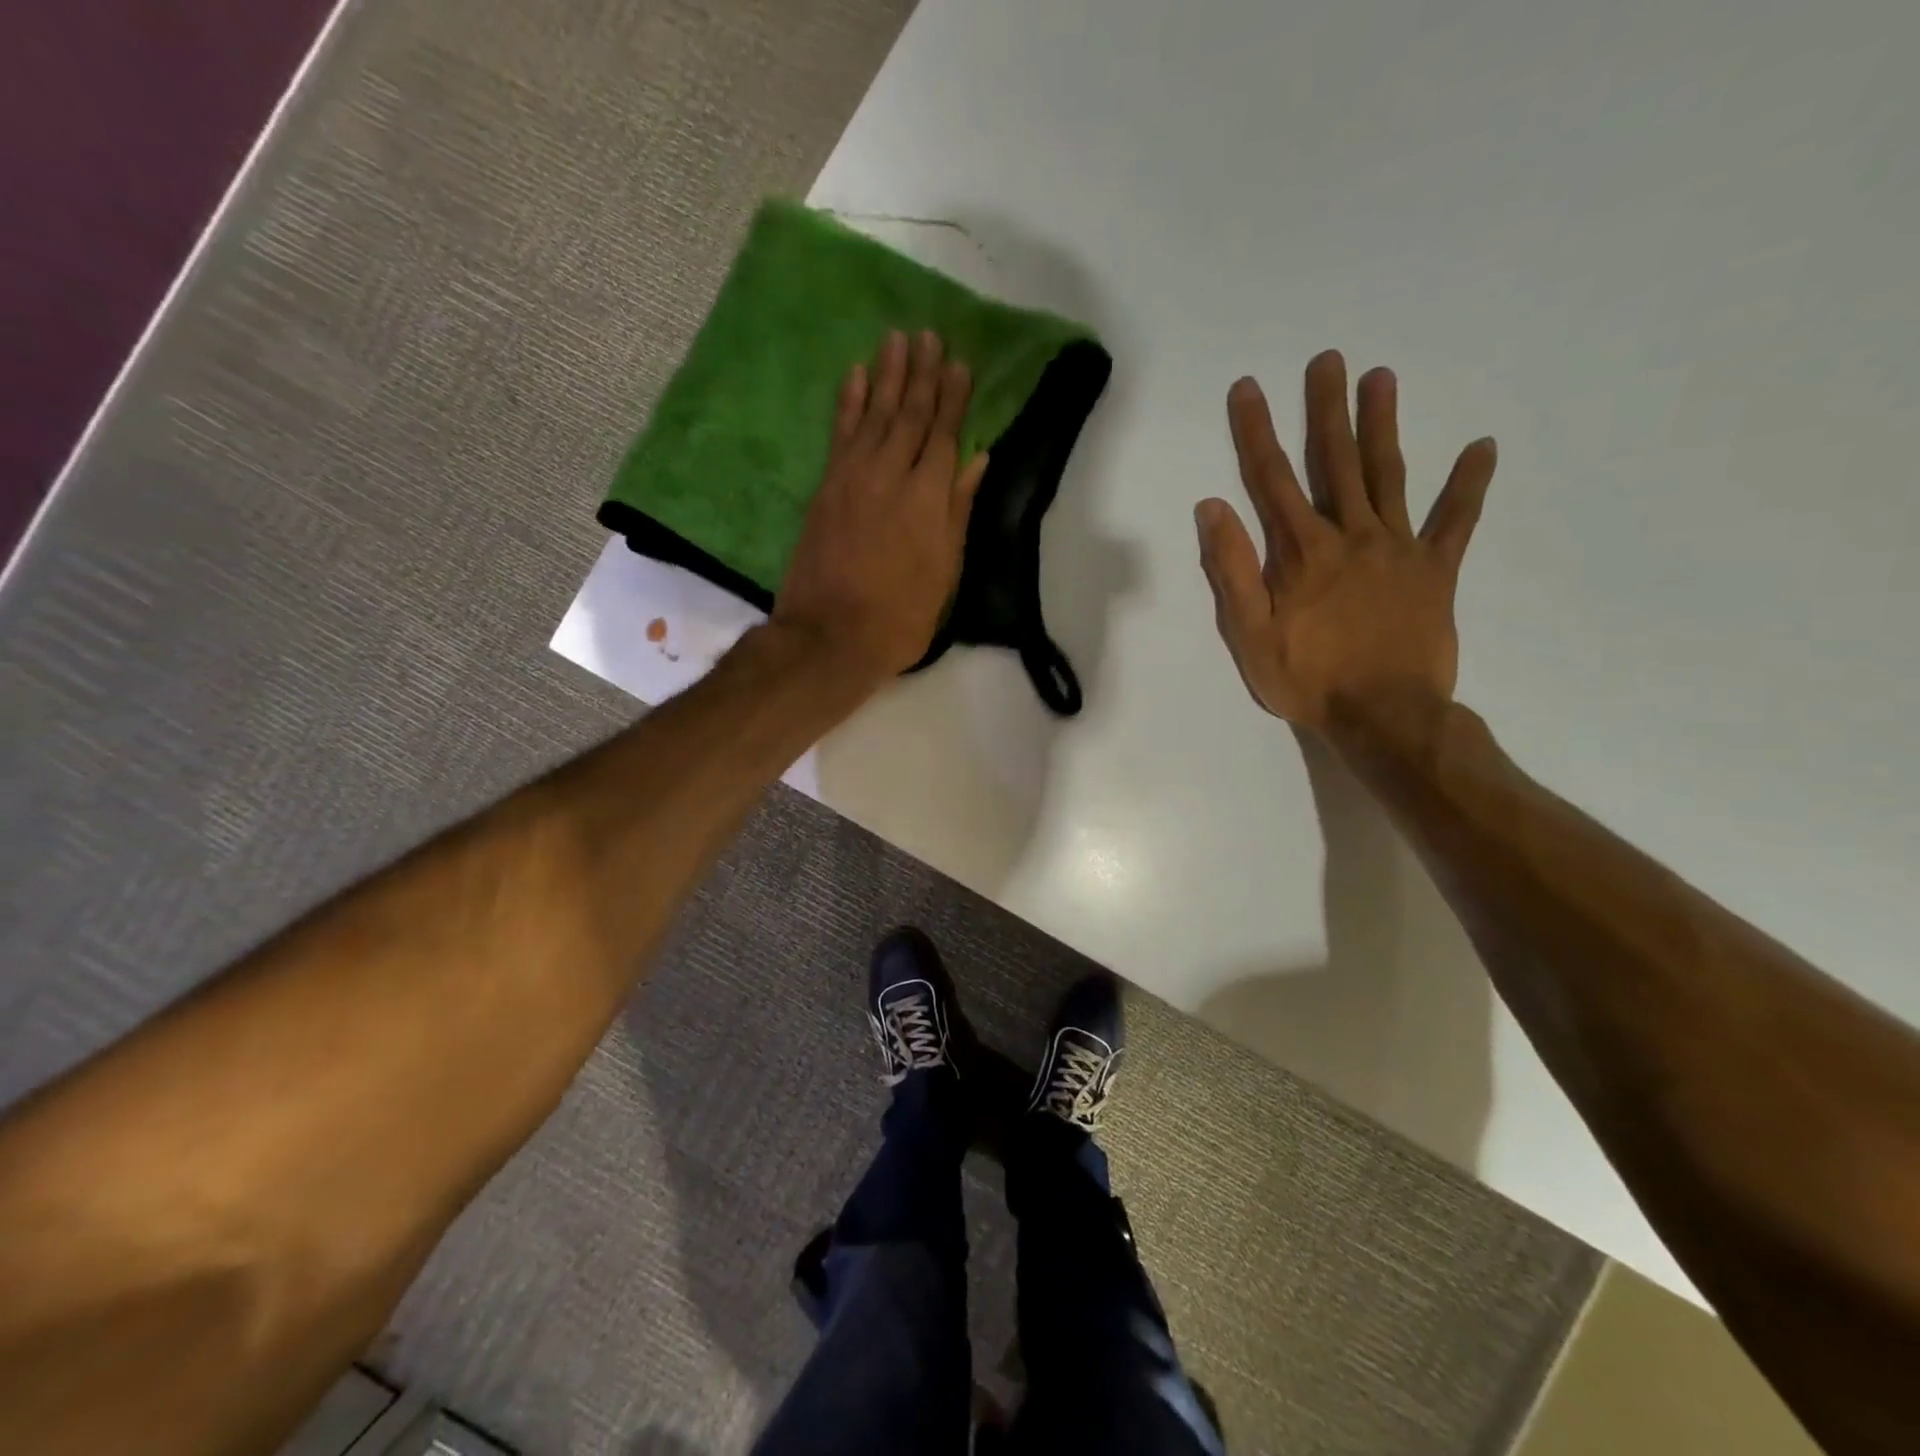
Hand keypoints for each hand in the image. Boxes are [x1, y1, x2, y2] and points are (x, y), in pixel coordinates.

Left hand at [773, 330, 988, 681]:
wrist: (831, 636)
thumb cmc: (900, 616)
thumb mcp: (944, 572)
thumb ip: (958, 511)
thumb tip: (978, 461)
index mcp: (928, 499)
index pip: (943, 435)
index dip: (952, 399)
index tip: (960, 364)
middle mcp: (891, 476)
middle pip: (909, 415)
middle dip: (922, 374)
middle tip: (929, 335)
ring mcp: (853, 478)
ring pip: (875, 414)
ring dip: (887, 374)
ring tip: (897, 339)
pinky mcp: (826, 488)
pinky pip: (840, 434)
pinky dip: (848, 403)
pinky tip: (855, 375)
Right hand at [1196, 350, 1496, 735]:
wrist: (1384, 716)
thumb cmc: (1308, 680)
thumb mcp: (1249, 634)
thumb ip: (1232, 569)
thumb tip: (1212, 508)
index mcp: (1302, 552)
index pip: (1271, 479)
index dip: (1256, 431)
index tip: (1248, 388)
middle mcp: (1351, 536)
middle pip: (1336, 462)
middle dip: (1326, 409)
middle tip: (1328, 359)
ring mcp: (1399, 549)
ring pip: (1389, 476)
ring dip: (1382, 426)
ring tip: (1382, 377)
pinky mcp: (1436, 571)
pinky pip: (1456, 522)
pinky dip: (1469, 485)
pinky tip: (1482, 448)